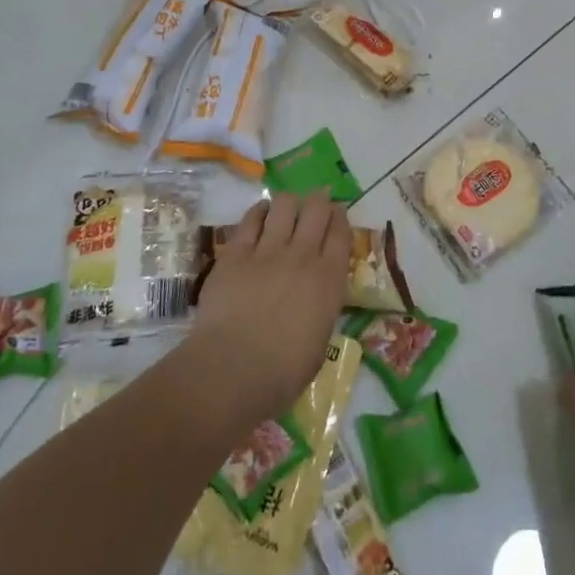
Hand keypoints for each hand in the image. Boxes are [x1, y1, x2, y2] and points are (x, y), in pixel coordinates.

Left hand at [189, 190, 351, 426]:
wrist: (232, 371)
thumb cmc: (282, 373)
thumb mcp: (320, 341)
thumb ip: (322, 308)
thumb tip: (317, 298)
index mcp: (329, 280)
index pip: (341, 232)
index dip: (340, 218)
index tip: (337, 216)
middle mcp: (303, 256)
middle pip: (317, 209)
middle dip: (318, 201)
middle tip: (315, 206)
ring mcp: (268, 251)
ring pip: (284, 205)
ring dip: (289, 203)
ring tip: (286, 210)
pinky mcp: (236, 253)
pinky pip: (251, 219)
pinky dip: (259, 212)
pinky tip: (260, 215)